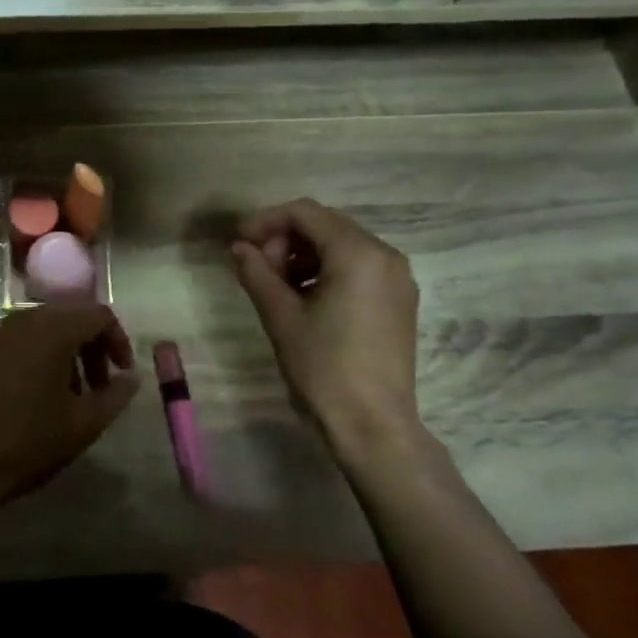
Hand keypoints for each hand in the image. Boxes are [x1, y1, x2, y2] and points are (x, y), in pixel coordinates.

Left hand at [0, 303, 139, 513]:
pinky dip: (37, 355)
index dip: (118, 341)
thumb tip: (132, 377)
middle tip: (100, 386)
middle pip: (69, 316)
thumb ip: (116, 395)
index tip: (122, 374)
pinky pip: (18, 340)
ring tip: (70, 394)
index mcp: (53, 330)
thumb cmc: (29, 442)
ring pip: (43, 328)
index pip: (98, 314)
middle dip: (91, 346)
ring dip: (65, 351)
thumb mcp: (84, 424)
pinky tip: (36, 394)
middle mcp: (23, 320)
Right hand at [230, 200, 425, 466]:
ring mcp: (398, 279)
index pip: (305, 213)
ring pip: (342, 246)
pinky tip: (304, 299)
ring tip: (276, 286)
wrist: (372, 425)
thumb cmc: (323, 367)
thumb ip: (256, 272)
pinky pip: (358, 268)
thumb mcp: (281, 316)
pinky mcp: (399, 301)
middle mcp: (386, 256)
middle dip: (285, 239)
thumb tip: (238, 248)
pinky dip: (327, 271)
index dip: (265, 221)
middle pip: (326, 225)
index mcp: (358, 253)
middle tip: (256, 268)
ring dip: (304, 255)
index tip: (238, 242)